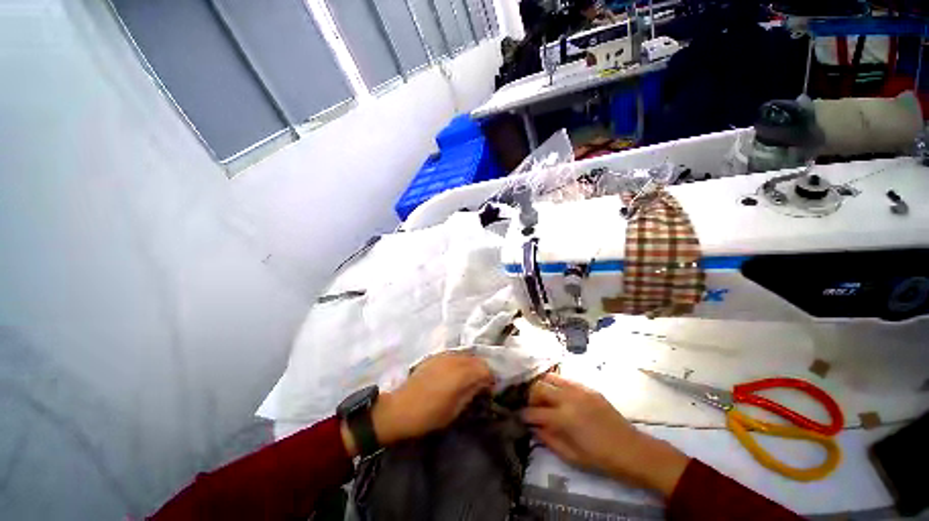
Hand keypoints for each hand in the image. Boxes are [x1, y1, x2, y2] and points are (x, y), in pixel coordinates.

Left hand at [341, 352, 493, 455]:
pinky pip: (454, 355)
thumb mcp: (455, 410)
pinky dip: (460, 362)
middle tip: (481, 385)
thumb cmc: (429, 415)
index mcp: (462, 373)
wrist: (400, 408)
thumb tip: (483, 384)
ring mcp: (444, 355)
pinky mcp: (435, 355)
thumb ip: (471, 392)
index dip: (491, 379)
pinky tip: (454, 373)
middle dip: (482, 370)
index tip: (490, 389)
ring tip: (468, 379)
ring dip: (471, 365)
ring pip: (466, 355)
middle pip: (477, 359)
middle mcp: (455, 359)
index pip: (485, 369)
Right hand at [522, 373, 689, 496]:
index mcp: (564, 418)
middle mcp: (568, 398)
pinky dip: (557, 384)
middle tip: (530, 405)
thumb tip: (533, 427)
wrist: (632, 450)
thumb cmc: (601, 458)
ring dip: (542, 386)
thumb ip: (548, 439)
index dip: (524, 414)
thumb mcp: (571, 456)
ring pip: (550, 377)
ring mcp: (579, 390)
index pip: (535, 411)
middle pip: (539, 387)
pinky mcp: (588, 387)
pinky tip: (558, 394)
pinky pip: (566, 379)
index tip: (518, 416)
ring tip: (542, 397)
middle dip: (530, 396)